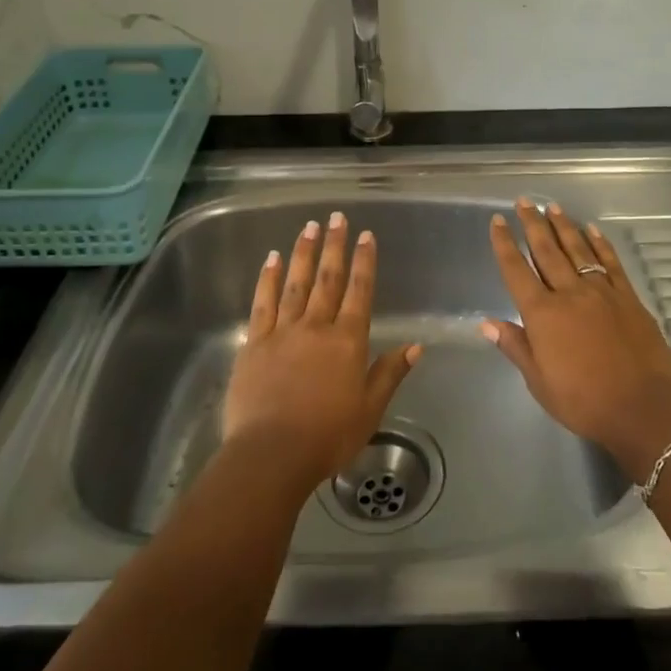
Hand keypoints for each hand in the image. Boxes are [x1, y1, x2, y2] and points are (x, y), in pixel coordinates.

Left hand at [222, 212, 420, 491]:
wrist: (272, 454)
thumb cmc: (327, 436)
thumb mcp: (370, 409)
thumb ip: (390, 373)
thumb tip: (416, 345)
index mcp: (347, 341)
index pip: (359, 291)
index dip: (364, 262)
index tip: (366, 235)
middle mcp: (316, 327)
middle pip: (328, 278)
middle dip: (334, 246)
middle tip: (336, 217)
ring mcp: (282, 332)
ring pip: (295, 283)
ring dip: (303, 253)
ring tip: (309, 226)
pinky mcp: (254, 343)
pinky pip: (263, 303)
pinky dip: (268, 279)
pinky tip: (272, 259)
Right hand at [483, 199, 670, 471]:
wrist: (644, 408)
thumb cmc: (584, 401)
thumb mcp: (539, 382)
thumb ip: (515, 347)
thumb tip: (486, 323)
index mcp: (542, 314)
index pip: (516, 270)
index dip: (504, 244)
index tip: (497, 221)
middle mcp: (569, 293)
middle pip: (546, 251)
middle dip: (533, 224)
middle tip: (524, 201)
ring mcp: (601, 292)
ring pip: (577, 250)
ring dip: (563, 226)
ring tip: (552, 206)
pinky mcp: (628, 298)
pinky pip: (611, 263)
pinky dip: (600, 244)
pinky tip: (592, 230)